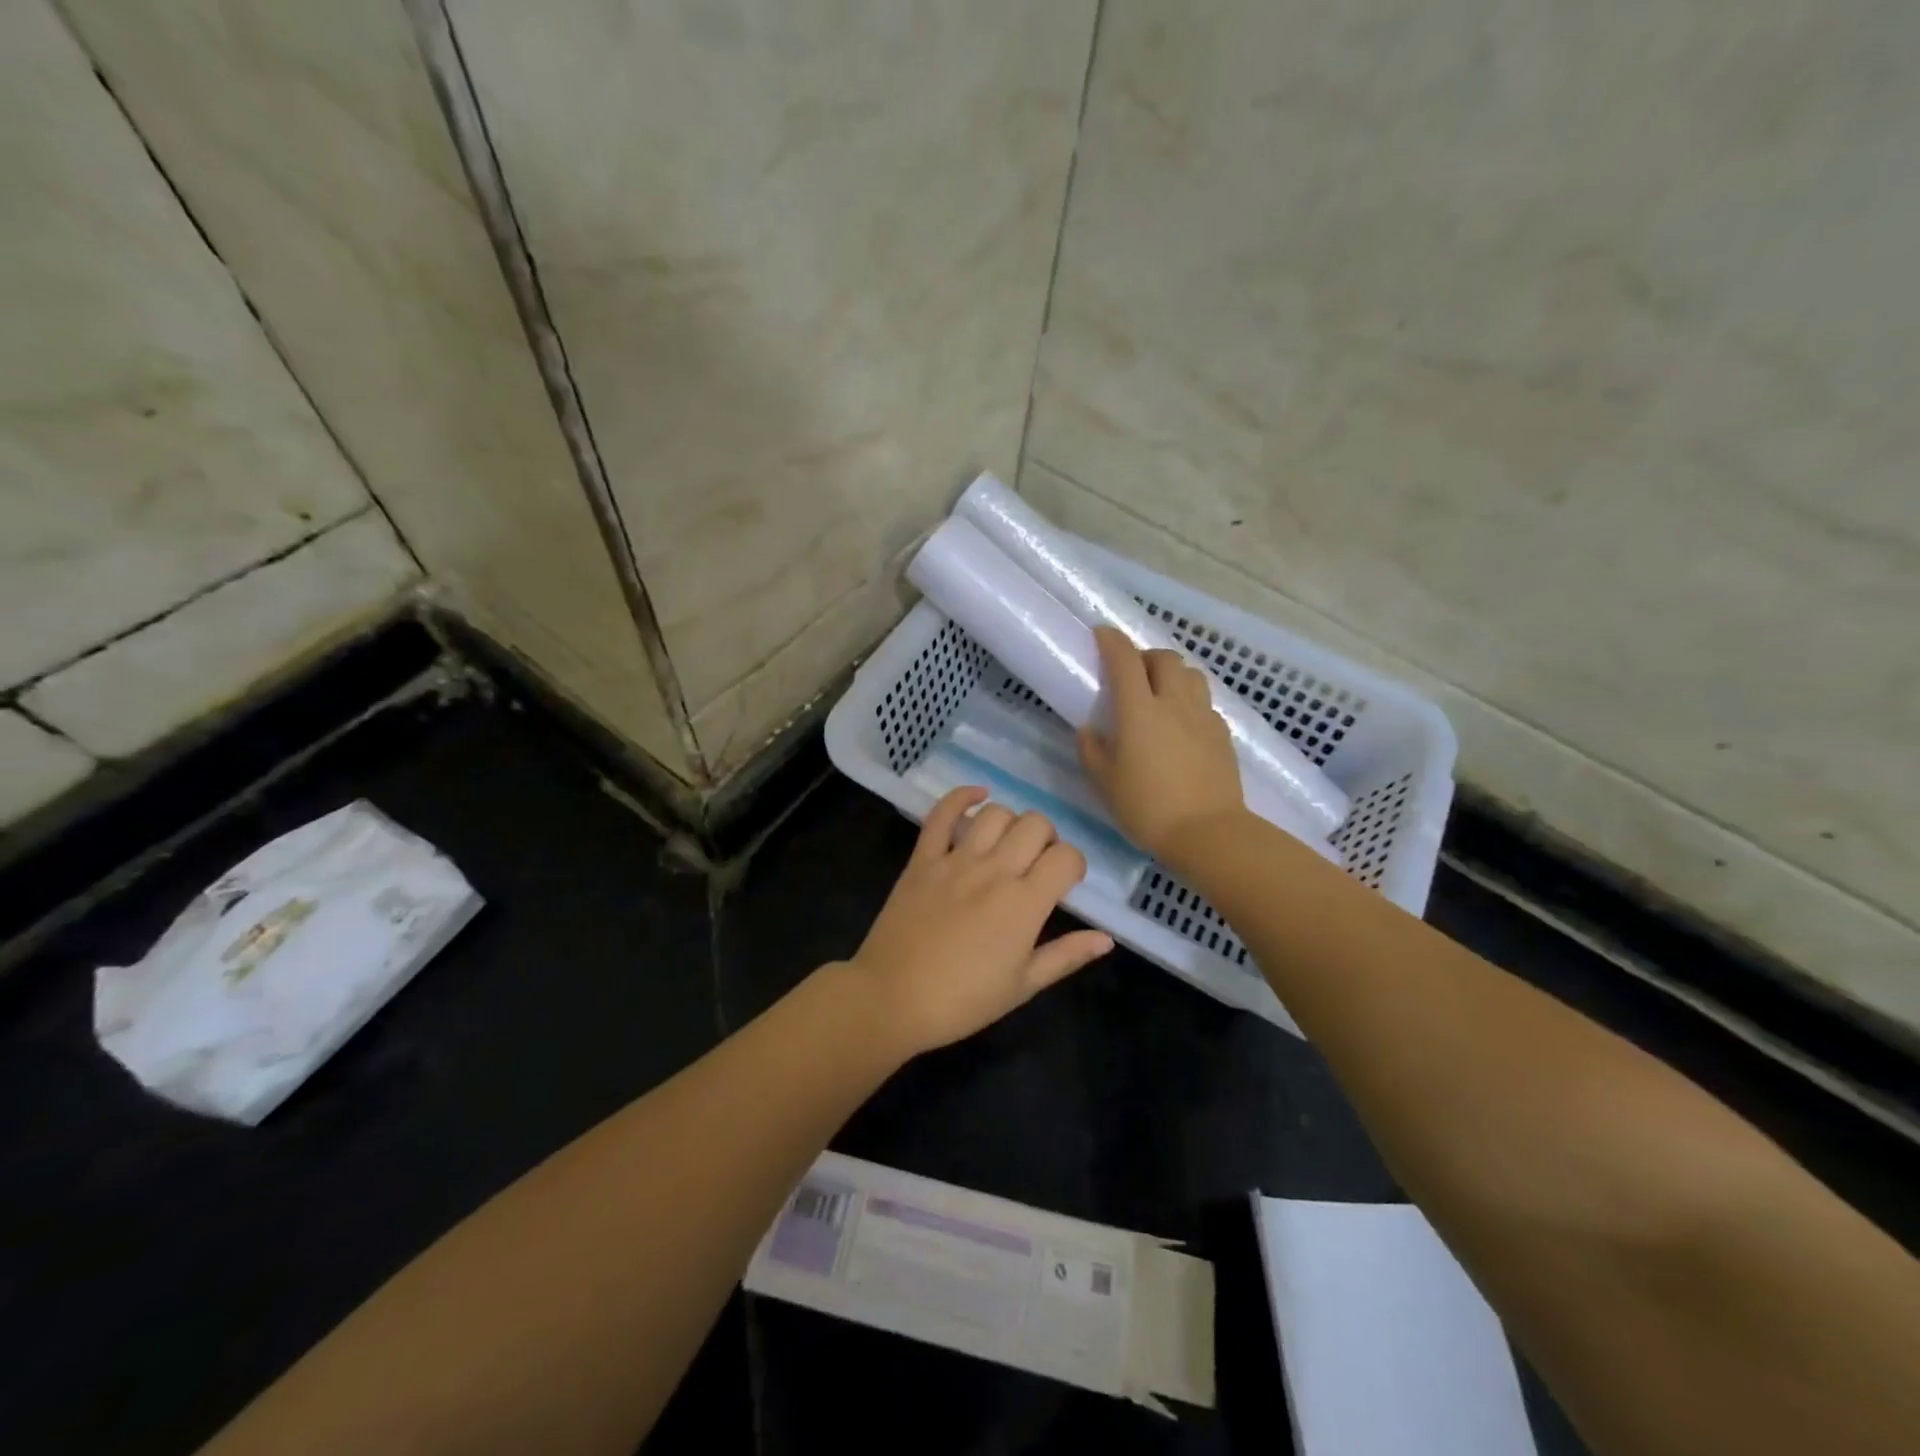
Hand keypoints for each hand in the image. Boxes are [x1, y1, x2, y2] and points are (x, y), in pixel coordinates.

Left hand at [846, 786, 1113, 1055]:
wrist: (892, 998)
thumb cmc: (963, 1001)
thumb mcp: (1023, 986)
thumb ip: (1066, 956)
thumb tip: (1106, 938)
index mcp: (1024, 903)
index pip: (1066, 857)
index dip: (1074, 864)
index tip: (1065, 882)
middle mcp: (994, 871)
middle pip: (1035, 824)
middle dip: (1047, 838)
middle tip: (1037, 864)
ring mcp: (955, 860)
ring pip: (995, 813)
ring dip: (1010, 822)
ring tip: (1007, 844)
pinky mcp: (922, 858)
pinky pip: (941, 814)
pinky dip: (961, 797)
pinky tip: (977, 796)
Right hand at [1077, 626, 1246, 861]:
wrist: (1208, 833)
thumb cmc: (1148, 808)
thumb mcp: (1105, 782)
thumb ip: (1092, 750)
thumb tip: (1089, 730)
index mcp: (1140, 711)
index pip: (1125, 660)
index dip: (1112, 641)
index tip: (1101, 634)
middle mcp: (1174, 703)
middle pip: (1164, 658)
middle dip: (1145, 656)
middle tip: (1131, 674)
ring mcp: (1203, 716)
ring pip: (1191, 674)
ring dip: (1172, 674)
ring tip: (1160, 694)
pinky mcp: (1222, 734)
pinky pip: (1205, 702)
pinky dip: (1189, 701)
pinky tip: (1182, 724)